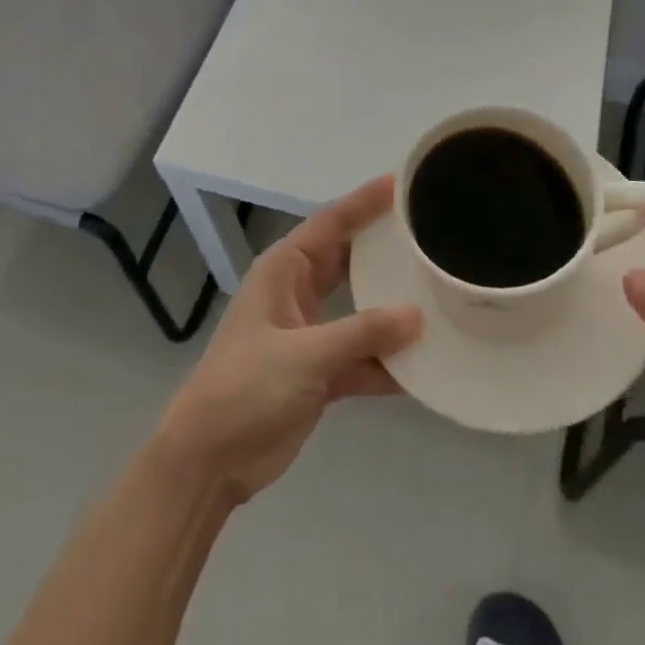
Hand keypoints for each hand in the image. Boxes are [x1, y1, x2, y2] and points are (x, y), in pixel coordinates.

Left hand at [154, 176, 421, 504]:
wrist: (208, 461)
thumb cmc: (247, 387)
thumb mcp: (306, 354)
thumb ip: (362, 333)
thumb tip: (416, 315)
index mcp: (284, 270)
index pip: (332, 223)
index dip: (365, 201)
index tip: (402, 182)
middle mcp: (297, 292)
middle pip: (348, 260)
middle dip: (384, 249)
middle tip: (428, 232)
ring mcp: (308, 334)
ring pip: (358, 310)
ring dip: (390, 310)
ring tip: (437, 293)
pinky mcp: (317, 373)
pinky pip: (359, 356)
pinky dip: (385, 362)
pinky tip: (422, 366)